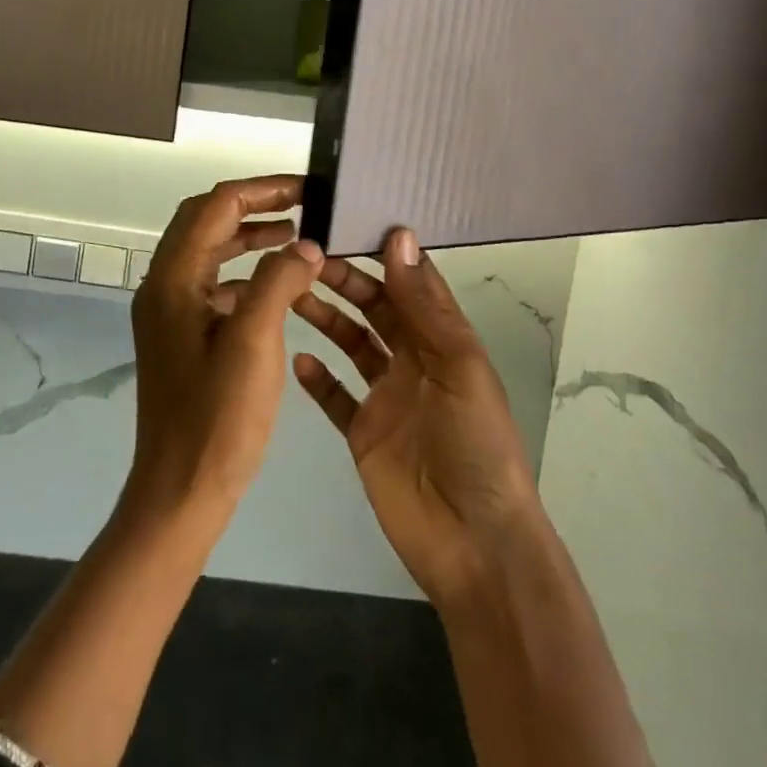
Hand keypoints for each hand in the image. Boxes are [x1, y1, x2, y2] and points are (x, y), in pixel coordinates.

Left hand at [125, 175, 324, 530]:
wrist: (180, 491)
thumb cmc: (217, 417)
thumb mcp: (254, 341)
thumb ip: (279, 281)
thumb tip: (305, 244)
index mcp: (173, 279)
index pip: (215, 207)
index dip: (260, 190)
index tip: (305, 189)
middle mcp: (163, 286)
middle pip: (205, 222)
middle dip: (252, 206)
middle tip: (300, 205)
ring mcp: (169, 312)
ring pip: (209, 252)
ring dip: (247, 238)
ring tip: (295, 237)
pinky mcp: (181, 336)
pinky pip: (212, 285)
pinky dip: (244, 274)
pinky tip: (277, 286)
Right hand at [293, 227, 546, 607]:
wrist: (473, 544)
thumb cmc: (475, 446)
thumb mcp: (458, 367)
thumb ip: (424, 306)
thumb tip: (399, 237)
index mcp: (443, 341)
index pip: (411, 284)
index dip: (384, 254)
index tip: (347, 222)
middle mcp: (413, 361)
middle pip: (375, 309)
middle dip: (345, 281)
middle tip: (304, 258)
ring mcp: (386, 398)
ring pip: (351, 344)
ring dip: (325, 318)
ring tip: (291, 295)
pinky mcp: (363, 433)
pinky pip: (335, 396)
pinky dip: (316, 377)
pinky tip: (295, 358)